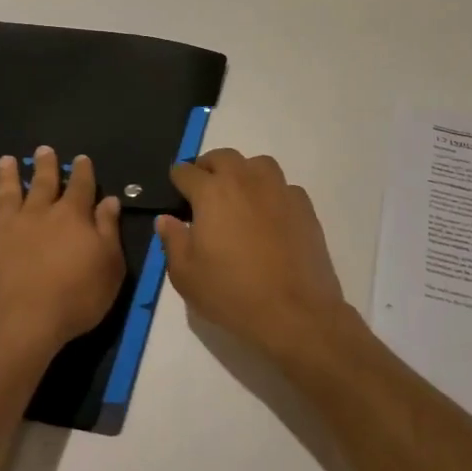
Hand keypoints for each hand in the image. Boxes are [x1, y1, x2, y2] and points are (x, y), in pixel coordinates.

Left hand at [0, 147, 125, 359]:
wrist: (22, 325)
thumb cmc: (76, 298)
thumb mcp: (109, 266)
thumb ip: (108, 230)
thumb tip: (109, 201)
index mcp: (72, 217)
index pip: (81, 187)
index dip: (83, 172)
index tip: (82, 159)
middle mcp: (38, 215)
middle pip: (43, 184)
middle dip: (46, 166)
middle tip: (43, 149)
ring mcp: (6, 231)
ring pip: (6, 196)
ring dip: (5, 177)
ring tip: (4, 160)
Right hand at [157, 150, 349, 360]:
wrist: (294, 312)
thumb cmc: (232, 293)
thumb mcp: (186, 275)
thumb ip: (173, 241)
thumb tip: (166, 219)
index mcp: (212, 193)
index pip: (186, 172)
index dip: (177, 179)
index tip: (175, 191)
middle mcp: (246, 181)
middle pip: (223, 157)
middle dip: (208, 167)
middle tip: (203, 189)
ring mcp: (279, 191)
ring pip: (258, 164)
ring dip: (244, 172)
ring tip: (239, 195)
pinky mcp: (305, 207)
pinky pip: (284, 187)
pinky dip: (272, 193)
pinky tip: (269, 215)